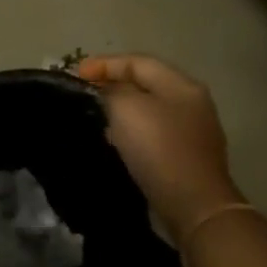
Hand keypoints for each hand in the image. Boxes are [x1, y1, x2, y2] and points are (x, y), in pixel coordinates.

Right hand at [75, 54, 240, 240]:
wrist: (191, 204)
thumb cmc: (158, 148)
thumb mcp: (126, 108)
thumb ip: (110, 91)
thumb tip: (105, 92)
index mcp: (181, 86)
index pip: (138, 62)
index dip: (104, 63)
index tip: (75, 74)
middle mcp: (191, 103)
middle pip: (145, 83)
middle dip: (112, 84)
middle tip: (84, 91)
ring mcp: (191, 131)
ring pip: (148, 109)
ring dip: (121, 108)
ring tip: (95, 113)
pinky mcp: (185, 156)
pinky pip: (152, 132)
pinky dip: (130, 130)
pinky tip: (114, 139)